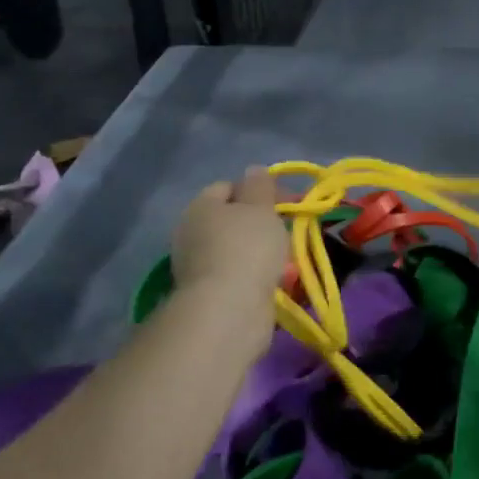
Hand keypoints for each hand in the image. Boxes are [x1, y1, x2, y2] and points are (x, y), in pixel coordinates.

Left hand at [172, 169, 288, 312]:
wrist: (230, 309)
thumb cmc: (247, 247)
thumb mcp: (260, 207)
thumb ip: (259, 186)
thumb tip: (254, 170)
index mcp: (200, 206)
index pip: (228, 187)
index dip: (258, 190)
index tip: (287, 203)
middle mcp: (191, 233)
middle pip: (231, 219)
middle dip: (259, 223)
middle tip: (287, 231)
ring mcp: (197, 266)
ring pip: (235, 248)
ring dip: (258, 251)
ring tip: (285, 260)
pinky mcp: (207, 294)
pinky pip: (236, 275)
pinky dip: (253, 275)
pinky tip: (272, 282)